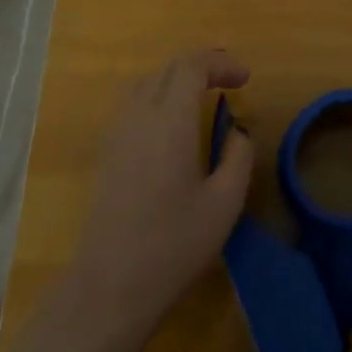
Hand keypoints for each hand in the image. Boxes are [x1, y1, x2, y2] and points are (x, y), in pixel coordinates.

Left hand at [66, 48, 254, 338]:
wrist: (110, 288)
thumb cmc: (174, 245)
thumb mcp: (225, 203)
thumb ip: (238, 156)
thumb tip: (237, 131)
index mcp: (170, 121)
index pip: (192, 66)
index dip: (220, 63)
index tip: (245, 79)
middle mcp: (138, 117)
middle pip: (167, 69)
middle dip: (202, 65)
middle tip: (230, 78)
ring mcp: (116, 135)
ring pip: (145, 84)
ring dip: (176, 79)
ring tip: (203, 94)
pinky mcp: (105, 155)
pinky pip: (132, 105)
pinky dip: (157, 97)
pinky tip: (172, 124)